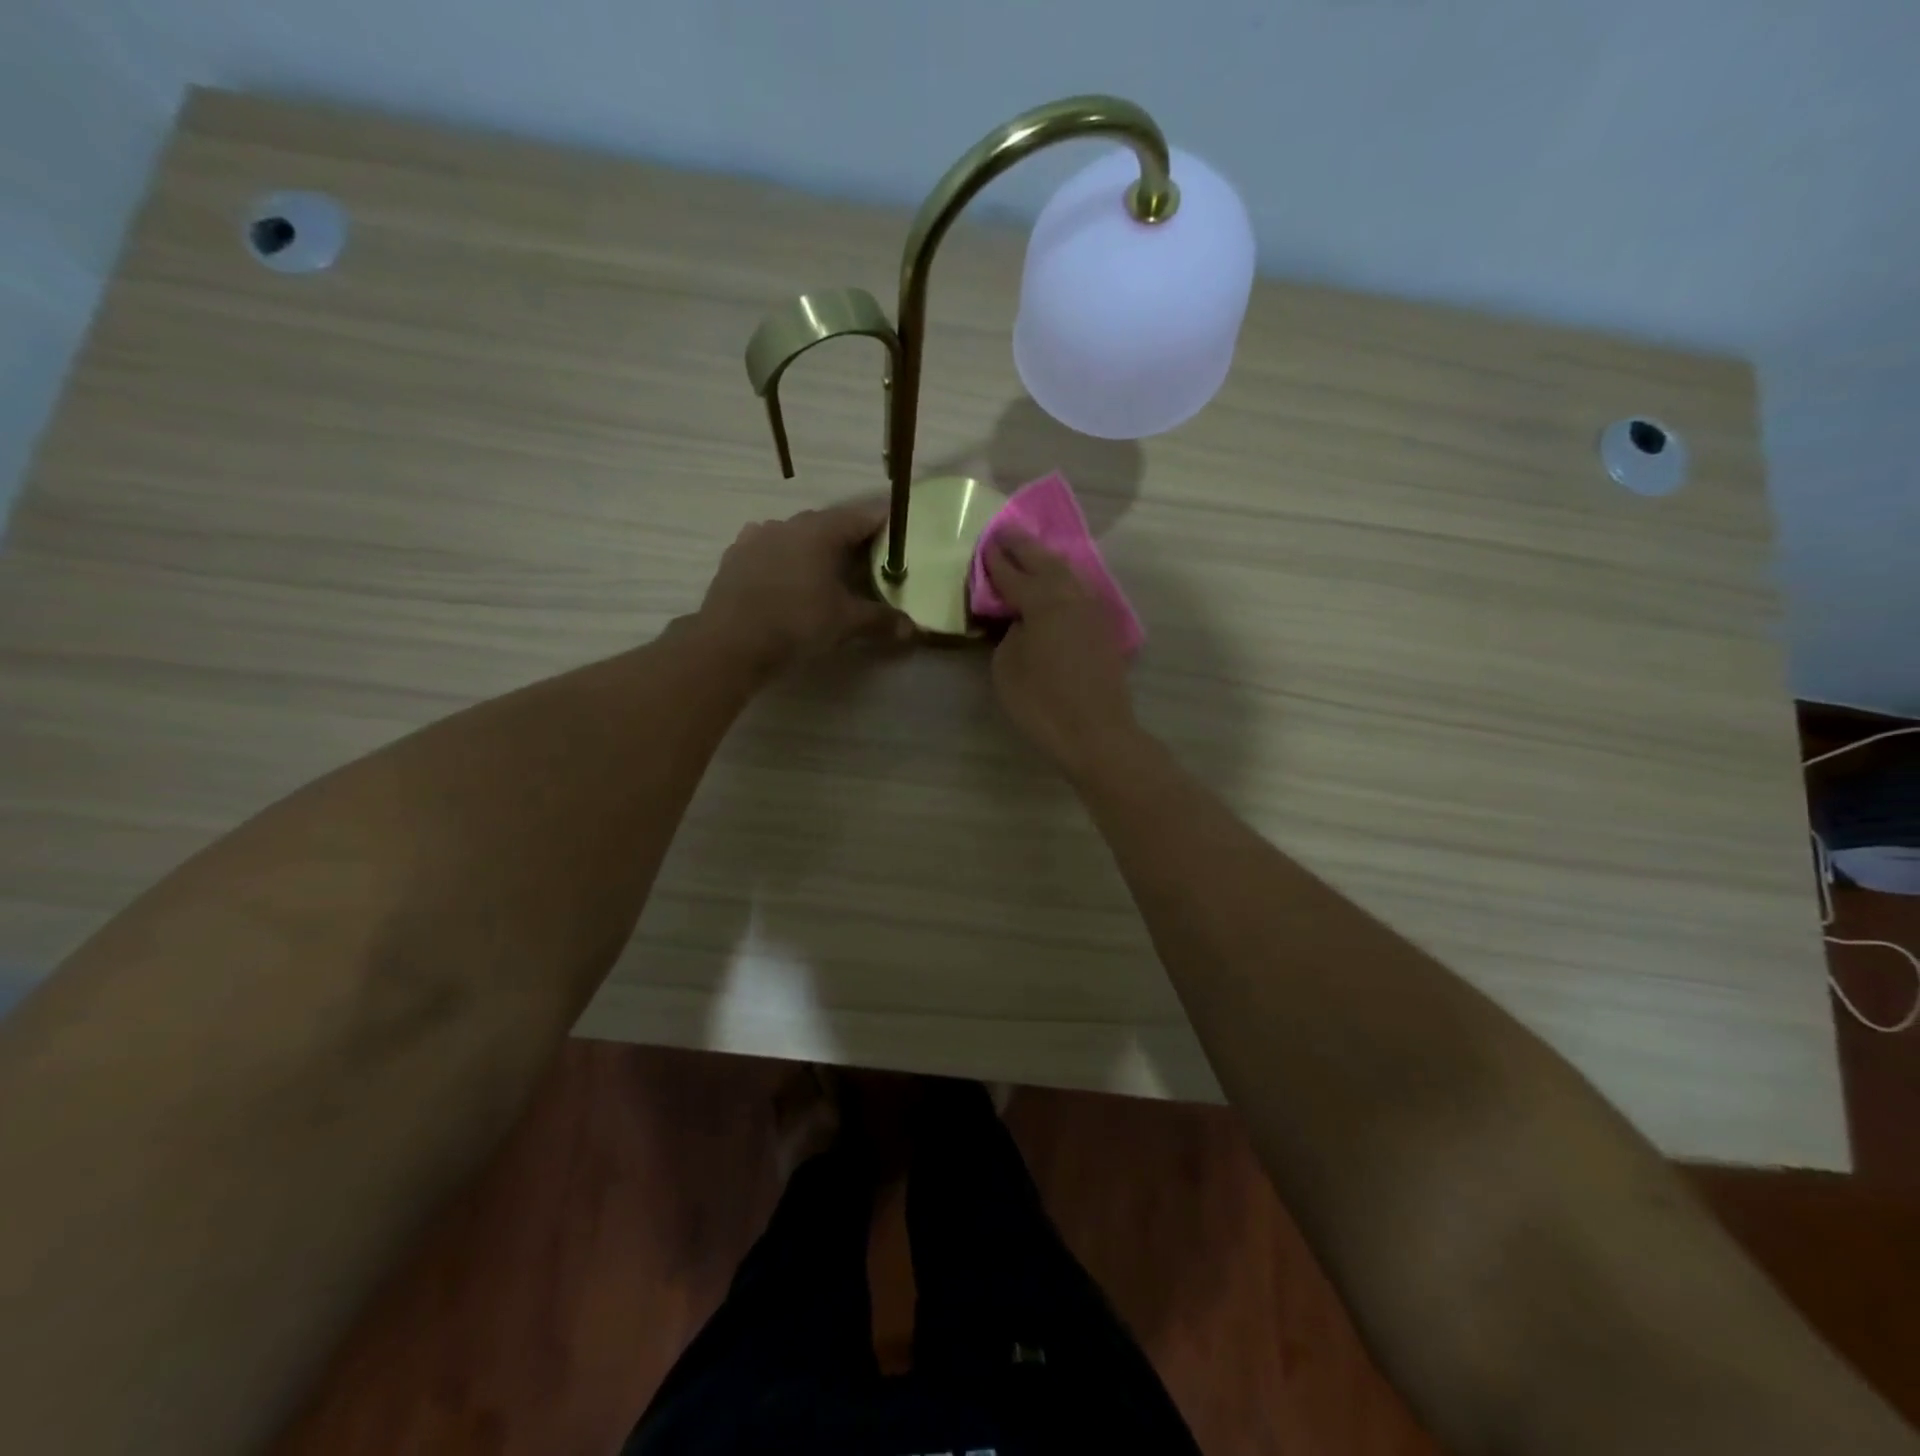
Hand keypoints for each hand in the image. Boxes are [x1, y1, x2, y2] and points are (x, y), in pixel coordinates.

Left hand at [696, 502, 911, 673]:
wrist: (730, 642)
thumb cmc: (797, 623)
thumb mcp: (846, 623)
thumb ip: (881, 620)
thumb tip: (913, 629)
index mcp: (821, 531)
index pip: (863, 515)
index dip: (885, 522)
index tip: (901, 532)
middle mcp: (789, 523)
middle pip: (829, 523)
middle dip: (850, 539)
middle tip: (869, 559)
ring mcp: (757, 536)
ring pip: (796, 535)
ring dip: (814, 547)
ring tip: (827, 570)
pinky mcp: (735, 555)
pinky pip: (769, 548)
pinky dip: (785, 558)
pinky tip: (788, 577)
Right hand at [983, 532, 1137, 771]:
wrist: (1096, 732)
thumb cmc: (1042, 702)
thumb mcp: (1006, 667)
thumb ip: (1009, 633)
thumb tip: (1021, 620)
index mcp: (1042, 602)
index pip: (1013, 574)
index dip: (996, 560)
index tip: (985, 545)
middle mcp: (1071, 596)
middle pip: (1045, 562)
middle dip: (1024, 547)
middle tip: (1006, 533)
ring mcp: (1092, 610)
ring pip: (1067, 574)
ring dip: (1047, 560)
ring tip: (1030, 554)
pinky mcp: (1103, 628)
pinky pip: (1079, 591)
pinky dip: (1063, 581)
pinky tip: (1056, 584)